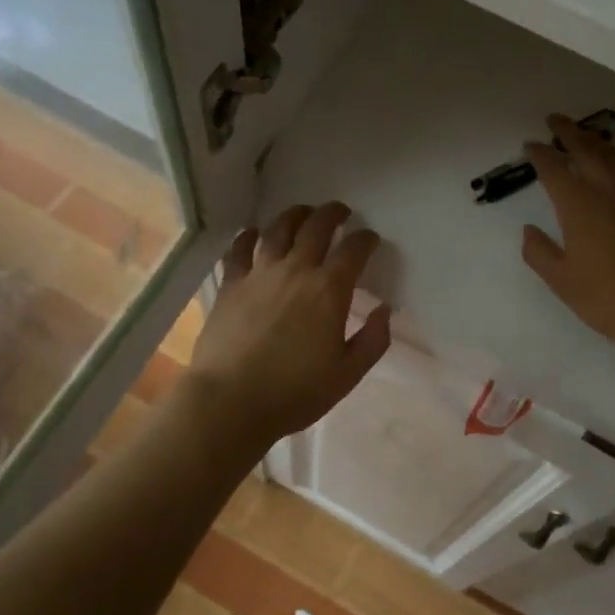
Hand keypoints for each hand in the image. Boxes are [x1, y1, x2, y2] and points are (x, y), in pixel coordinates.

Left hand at [186, 202, 392, 444]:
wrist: (230, 402)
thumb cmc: (295, 392)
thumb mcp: (347, 374)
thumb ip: (373, 340)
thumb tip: (384, 309)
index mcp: (329, 290)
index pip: (353, 249)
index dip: (365, 239)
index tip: (370, 239)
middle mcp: (296, 270)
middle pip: (316, 227)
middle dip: (333, 214)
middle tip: (340, 212)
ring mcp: (259, 274)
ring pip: (279, 229)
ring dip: (295, 215)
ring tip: (303, 213)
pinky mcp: (231, 284)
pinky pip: (239, 249)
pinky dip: (249, 236)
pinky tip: (253, 233)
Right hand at [522, 115, 614, 353]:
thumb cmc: (608, 296)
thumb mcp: (562, 281)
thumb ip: (539, 253)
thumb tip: (528, 230)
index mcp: (577, 204)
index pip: (554, 168)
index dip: (540, 154)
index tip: (530, 144)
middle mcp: (606, 189)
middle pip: (585, 149)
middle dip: (568, 131)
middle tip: (555, 120)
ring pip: (614, 155)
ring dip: (596, 141)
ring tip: (586, 136)